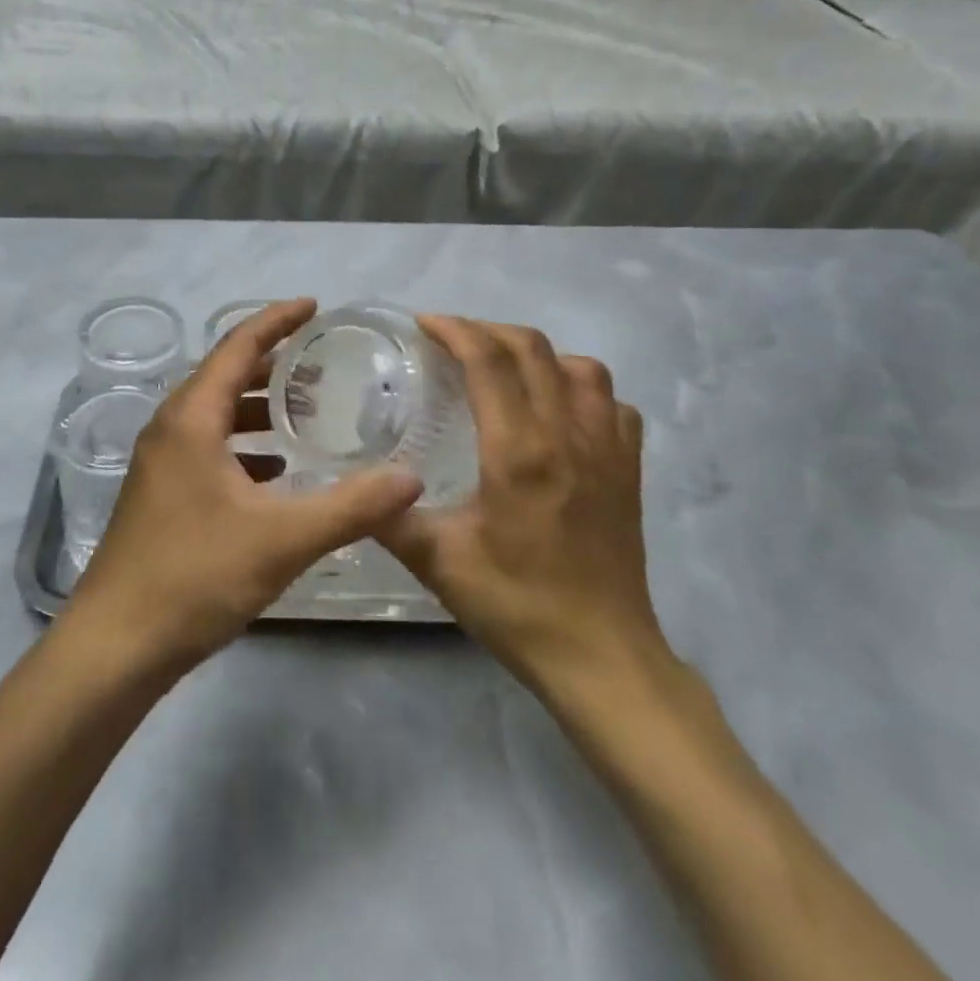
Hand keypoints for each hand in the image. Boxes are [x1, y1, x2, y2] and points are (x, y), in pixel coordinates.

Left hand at [61, 300, 424, 678]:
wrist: (117, 644)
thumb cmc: (195, 576)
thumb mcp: (282, 538)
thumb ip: (352, 506)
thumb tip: (411, 478)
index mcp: (191, 419)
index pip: (237, 346)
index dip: (276, 320)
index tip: (314, 306)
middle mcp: (170, 429)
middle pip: (224, 376)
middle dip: (272, 364)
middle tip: (322, 363)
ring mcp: (161, 464)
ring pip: (215, 416)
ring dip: (257, 408)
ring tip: (306, 412)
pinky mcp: (162, 495)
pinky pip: (208, 449)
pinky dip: (244, 447)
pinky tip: (277, 472)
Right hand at [376, 316, 669, 694]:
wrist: (602, 656)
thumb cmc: (517, 605)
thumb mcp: (437, 562)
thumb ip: (388, 518)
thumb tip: (350, 489)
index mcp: (519, 450)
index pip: (489, 361)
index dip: (455, 330)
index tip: (424, 324)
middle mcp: (567, 434)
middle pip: (533, 349)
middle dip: (487, 330)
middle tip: (451, 339)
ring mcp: (607, 449)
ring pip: (581, 367)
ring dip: (538, 354)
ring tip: (504, 368)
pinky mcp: (629, 470)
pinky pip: (612, 404)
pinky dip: (582, 389)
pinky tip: (559, 411)